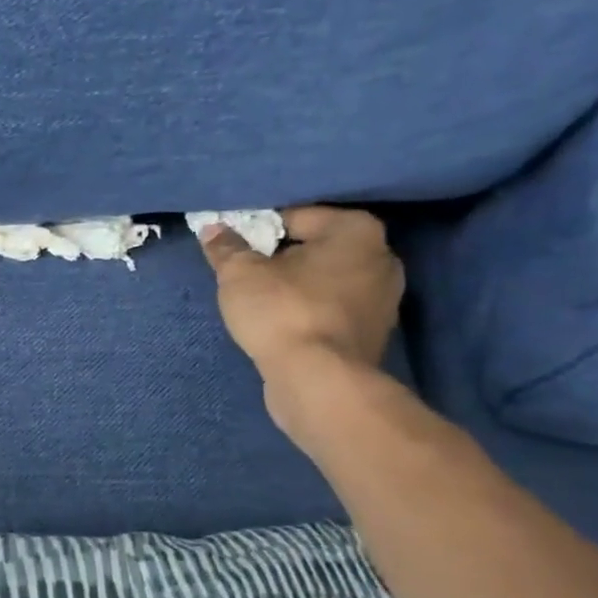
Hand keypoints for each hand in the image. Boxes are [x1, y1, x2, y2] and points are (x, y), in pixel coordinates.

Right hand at [199, 206, 404, 437]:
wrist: (317, 380)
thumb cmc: (282, 312)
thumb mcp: (240, 274)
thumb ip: (226, 248)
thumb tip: (213, 229)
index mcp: (356, 231)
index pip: (296, 217)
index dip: (259, 230)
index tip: (235, 248)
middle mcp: (381, 257)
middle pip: (315, 249)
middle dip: (281, 258)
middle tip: (246, 275)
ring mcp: (384, 299)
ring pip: (325, 281)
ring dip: (296, 287)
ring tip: (260, 303)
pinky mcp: (374, 334)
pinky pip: (332, 310)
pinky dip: (309, 312)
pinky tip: (282, 326)